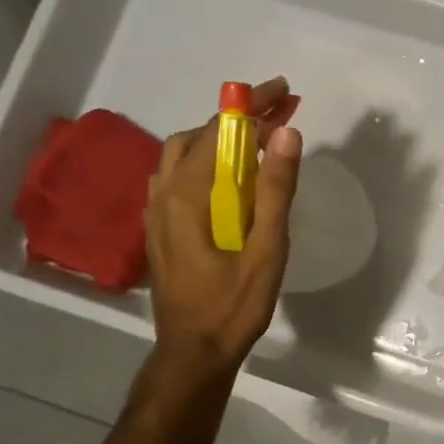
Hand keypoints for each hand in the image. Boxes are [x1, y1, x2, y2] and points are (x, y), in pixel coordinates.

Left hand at [145, 78, 302, 373]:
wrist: (193, 352)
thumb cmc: (234, 304)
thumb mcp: (267, 249)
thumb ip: (275, 190)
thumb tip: (287, 133)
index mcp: (188, 196)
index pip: (219, 132)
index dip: (251, 107)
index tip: (282, 91)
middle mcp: (164, 195)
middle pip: (197, 136)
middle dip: (237, 119)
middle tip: (277, 116)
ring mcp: (157, 212)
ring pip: (182, 155)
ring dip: (218, 138)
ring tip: (257, 142)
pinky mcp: (160, 227)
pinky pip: (177, 176)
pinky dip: (204, 160)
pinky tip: (227, 178)